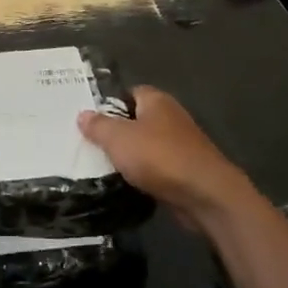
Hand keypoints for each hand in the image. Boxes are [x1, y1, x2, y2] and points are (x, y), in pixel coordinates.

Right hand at [78, 86, 253, 224]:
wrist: (204, 195)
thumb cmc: (159, 157)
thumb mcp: (119, 138)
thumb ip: (98, 126)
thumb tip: (83, 115)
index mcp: (156, 101)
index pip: (128, 93)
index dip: (108, 103)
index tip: (86, 118)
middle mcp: (170, 117)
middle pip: (135, 120)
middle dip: (114, 132)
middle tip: (87, 143)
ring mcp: (179, 145)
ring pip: (144, 146)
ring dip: (127, 156)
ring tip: (98, 166)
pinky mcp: (183, 170)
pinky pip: (154, 168)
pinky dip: (140, 174)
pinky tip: (122, 183)